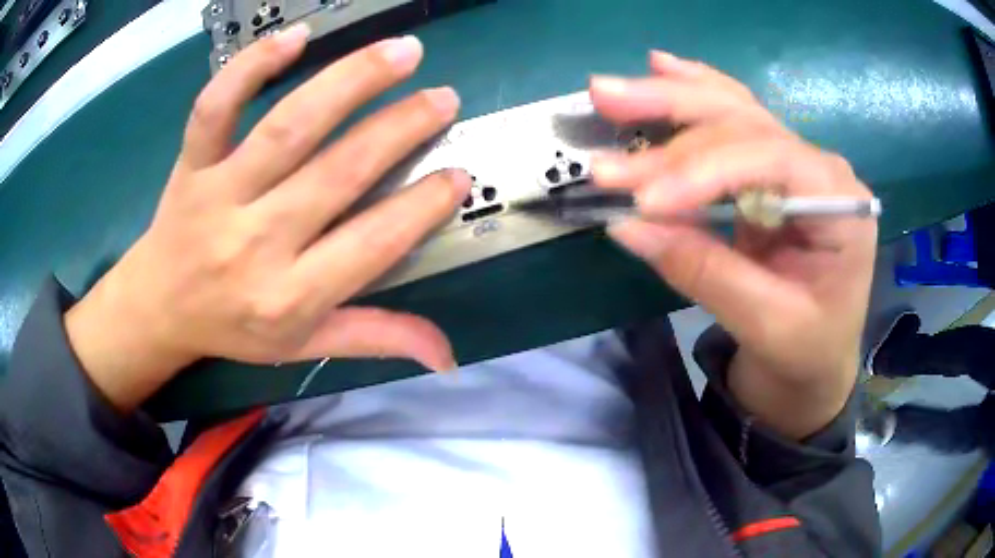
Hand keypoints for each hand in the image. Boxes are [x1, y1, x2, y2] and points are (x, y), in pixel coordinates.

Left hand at [65, 27, 468, 410]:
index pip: (371, 242)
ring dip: (350, 81)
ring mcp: (218, 194)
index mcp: (289, 296)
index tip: (457, 175)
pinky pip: (216, 107)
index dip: (422, 206)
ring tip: (402, 52)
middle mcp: (255, 242)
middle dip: (400, 129)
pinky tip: (296, 37)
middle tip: (443, 99)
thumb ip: (376, 338)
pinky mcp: (192, 163)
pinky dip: (251, 66)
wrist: (159, 306)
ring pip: (288, 127)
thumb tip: (448, 354)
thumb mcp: (305, 345)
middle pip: (337, 172)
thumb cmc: (234, 327)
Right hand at [589, 52, 876, 438]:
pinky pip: (731, 120)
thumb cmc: (805, 350)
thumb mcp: (764, 324)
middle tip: (605, 107)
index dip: (702, 170)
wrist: (816, 360)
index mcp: (839, 203)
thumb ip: (705, 271)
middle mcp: (819, 166)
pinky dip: (694, 93)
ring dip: (669, 98)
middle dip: (672, 119)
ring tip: (611, 89)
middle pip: (743, 121)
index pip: (769, 159)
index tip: (642, 200)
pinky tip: (662, 66)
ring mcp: (794, 161)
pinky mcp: (768, 171)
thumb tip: (627, 226)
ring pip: (731, 111)